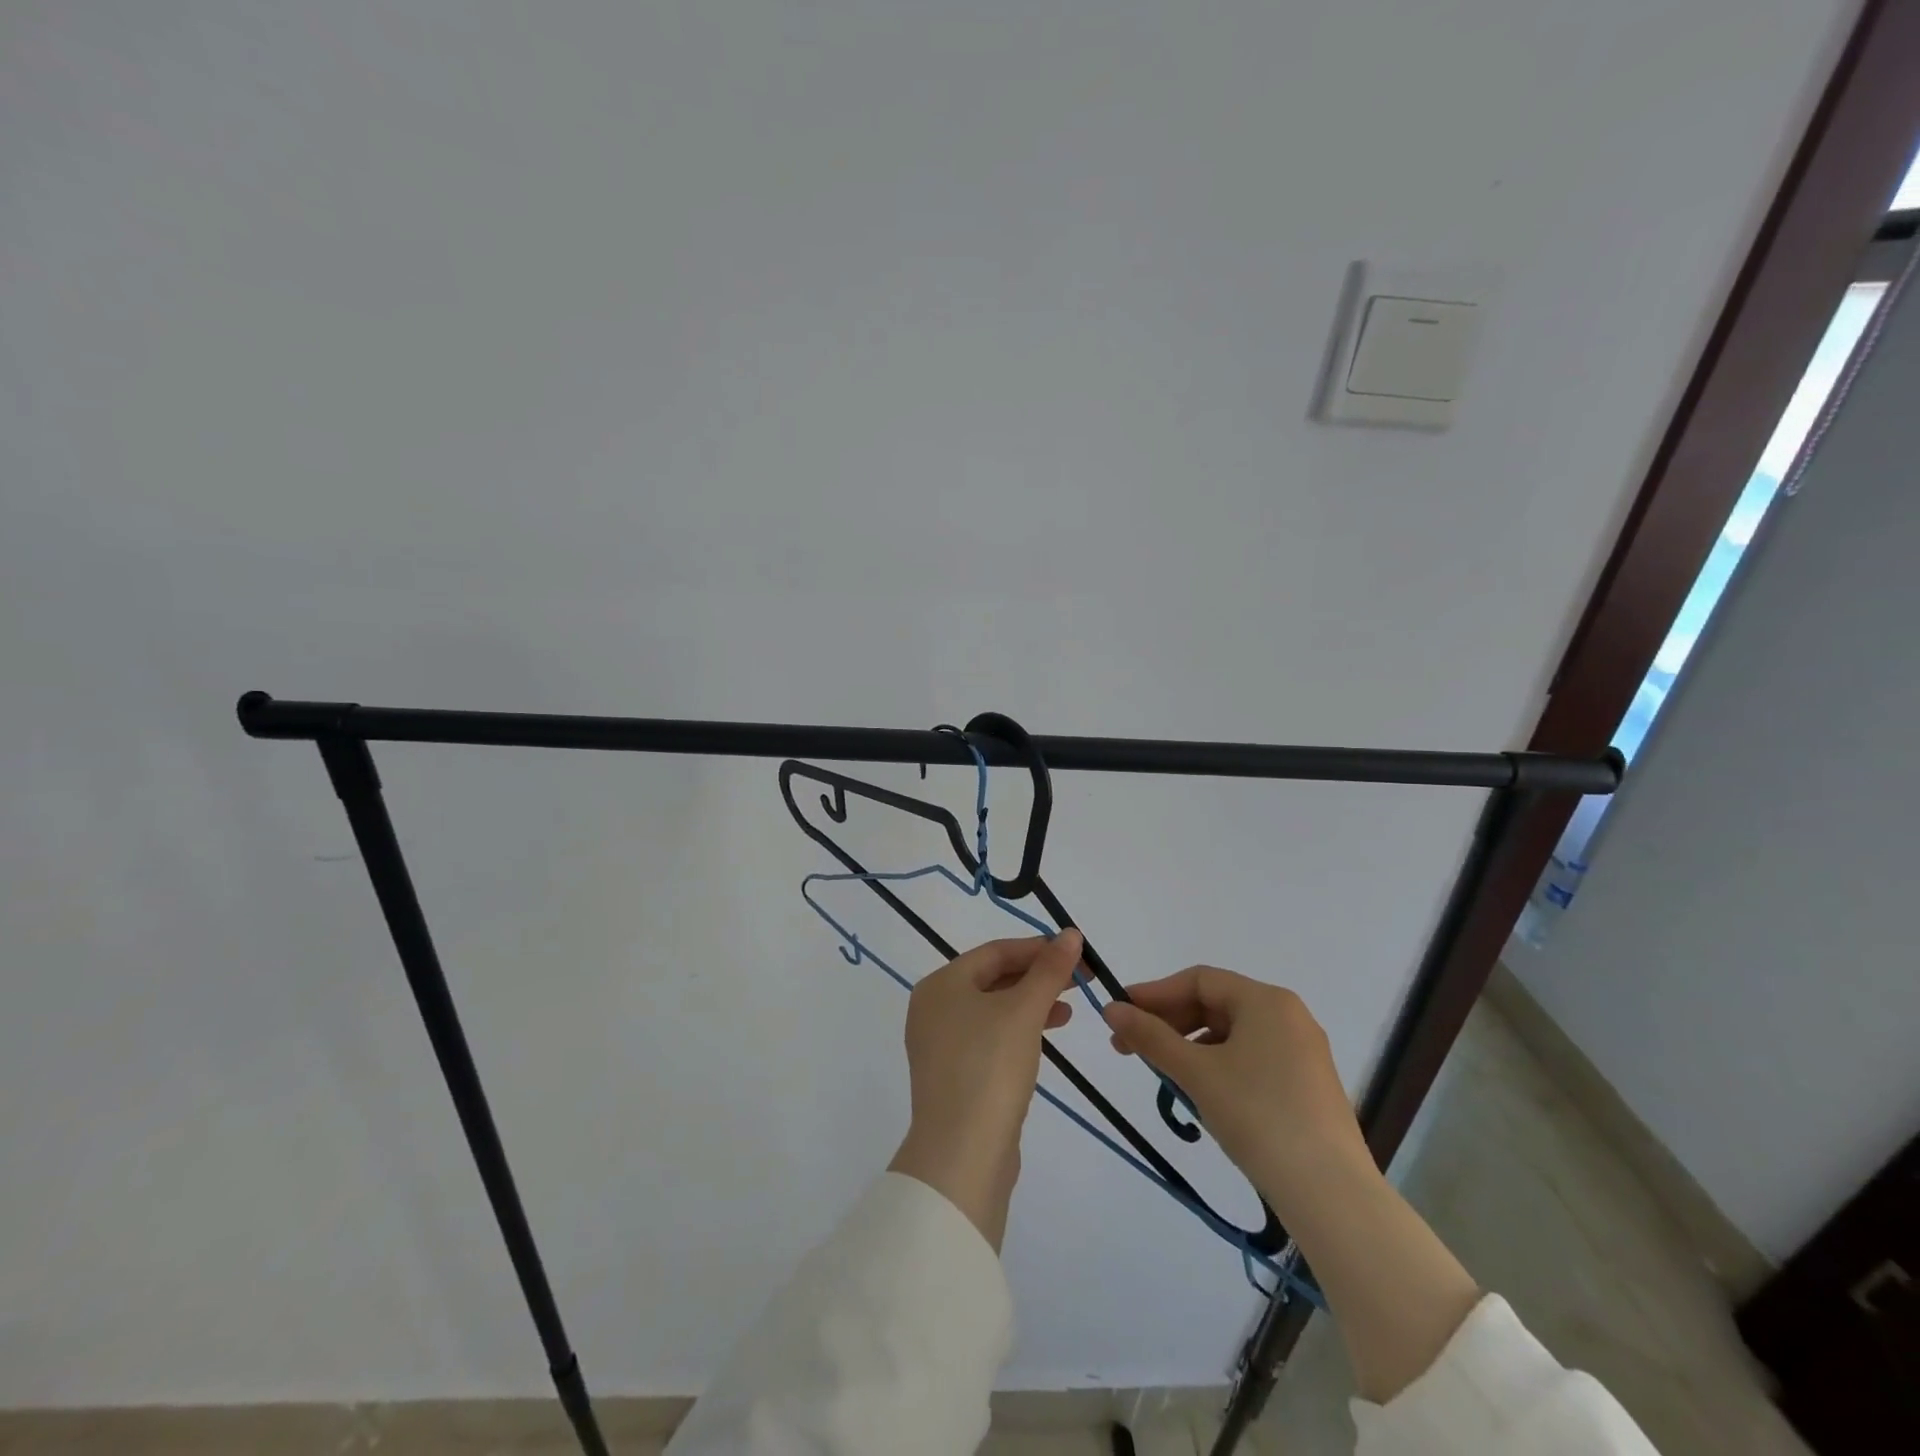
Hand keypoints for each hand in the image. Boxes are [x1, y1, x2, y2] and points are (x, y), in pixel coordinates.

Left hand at [888, 931, 1085, 1249]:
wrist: (962, 1154)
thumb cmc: (990, 1067)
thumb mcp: (1024, 1011)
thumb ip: (1049, 970)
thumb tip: (1071, 934)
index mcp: (941, 984)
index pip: (995, 951)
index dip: (1038, 948)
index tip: (1076, 953)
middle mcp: (933, 1008)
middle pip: (992, 978)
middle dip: (1037, 977)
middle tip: (1079, 981)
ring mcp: (940, 1044)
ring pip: (993, 1010)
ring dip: (1031, 1004)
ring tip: (1068, 1010)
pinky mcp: (953, 1075)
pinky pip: (989, 1038)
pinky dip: (1018, 1031)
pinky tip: (1044, 1038)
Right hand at [1101, 966, 1370, 1223]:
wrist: (1330, 1194)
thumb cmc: (1257, 1115)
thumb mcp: (1196, 1072)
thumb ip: (1150, 1036)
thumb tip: (1111, 1008)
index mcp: (1266, 1000)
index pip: (1199, 980)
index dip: (1155, 993)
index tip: (1120, 1014)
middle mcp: (1288, 1016)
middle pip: (1216, 1004)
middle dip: (1169, 1023)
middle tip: (1130, 1047)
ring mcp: (1303, 1052)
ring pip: (1233, 1034)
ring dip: (1191, 1047)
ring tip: (1164, 1075)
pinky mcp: (1308, 1086)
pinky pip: (1252, 1059)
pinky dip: (1219, 1066)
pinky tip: (1202, 1093)